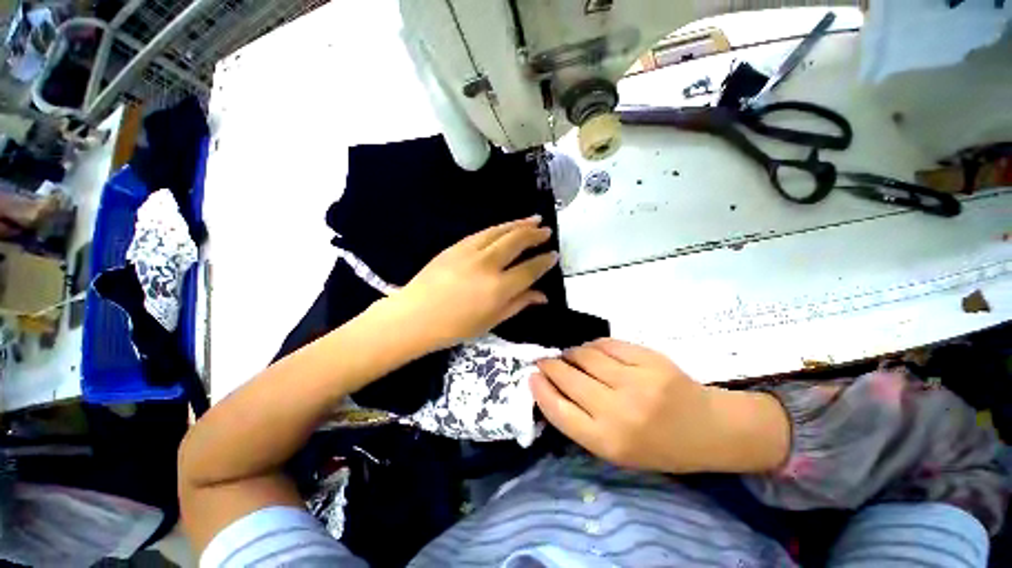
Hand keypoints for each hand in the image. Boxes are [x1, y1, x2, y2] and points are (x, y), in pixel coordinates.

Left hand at [384, 215, 557, 354]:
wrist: (414, 316)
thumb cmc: (454, 327)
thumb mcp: (491, 321)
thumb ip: (519, 304)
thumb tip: (542, 295)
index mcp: (498, 288)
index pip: (530, 269)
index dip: (544, 261)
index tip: (554, 255)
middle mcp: (487, 265)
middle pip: (517, 242)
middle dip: (535, 234)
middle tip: (547, 230)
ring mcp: (470, 252)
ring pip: (501, 231)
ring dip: (519, 224)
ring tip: (534, 220)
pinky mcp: (456, 246)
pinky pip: (483, 232)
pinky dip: (499, 227)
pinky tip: (506, 226)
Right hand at [532, 339, 789, 473]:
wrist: (710, 429)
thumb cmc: (659, 447)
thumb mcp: (616, 450)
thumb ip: (582, 421)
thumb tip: (552, 387)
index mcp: (608, 441)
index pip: (558, 410)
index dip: (540, 389)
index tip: (531, 376)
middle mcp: (618, 411)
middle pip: (568, 377)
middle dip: (550, 365)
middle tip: (545, 360)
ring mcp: (635, 381)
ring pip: (586, 355)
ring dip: (572, 353)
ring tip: (571, 355)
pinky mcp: (649, 359)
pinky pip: (608, 344)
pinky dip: (594, 345)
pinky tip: (594, 350)